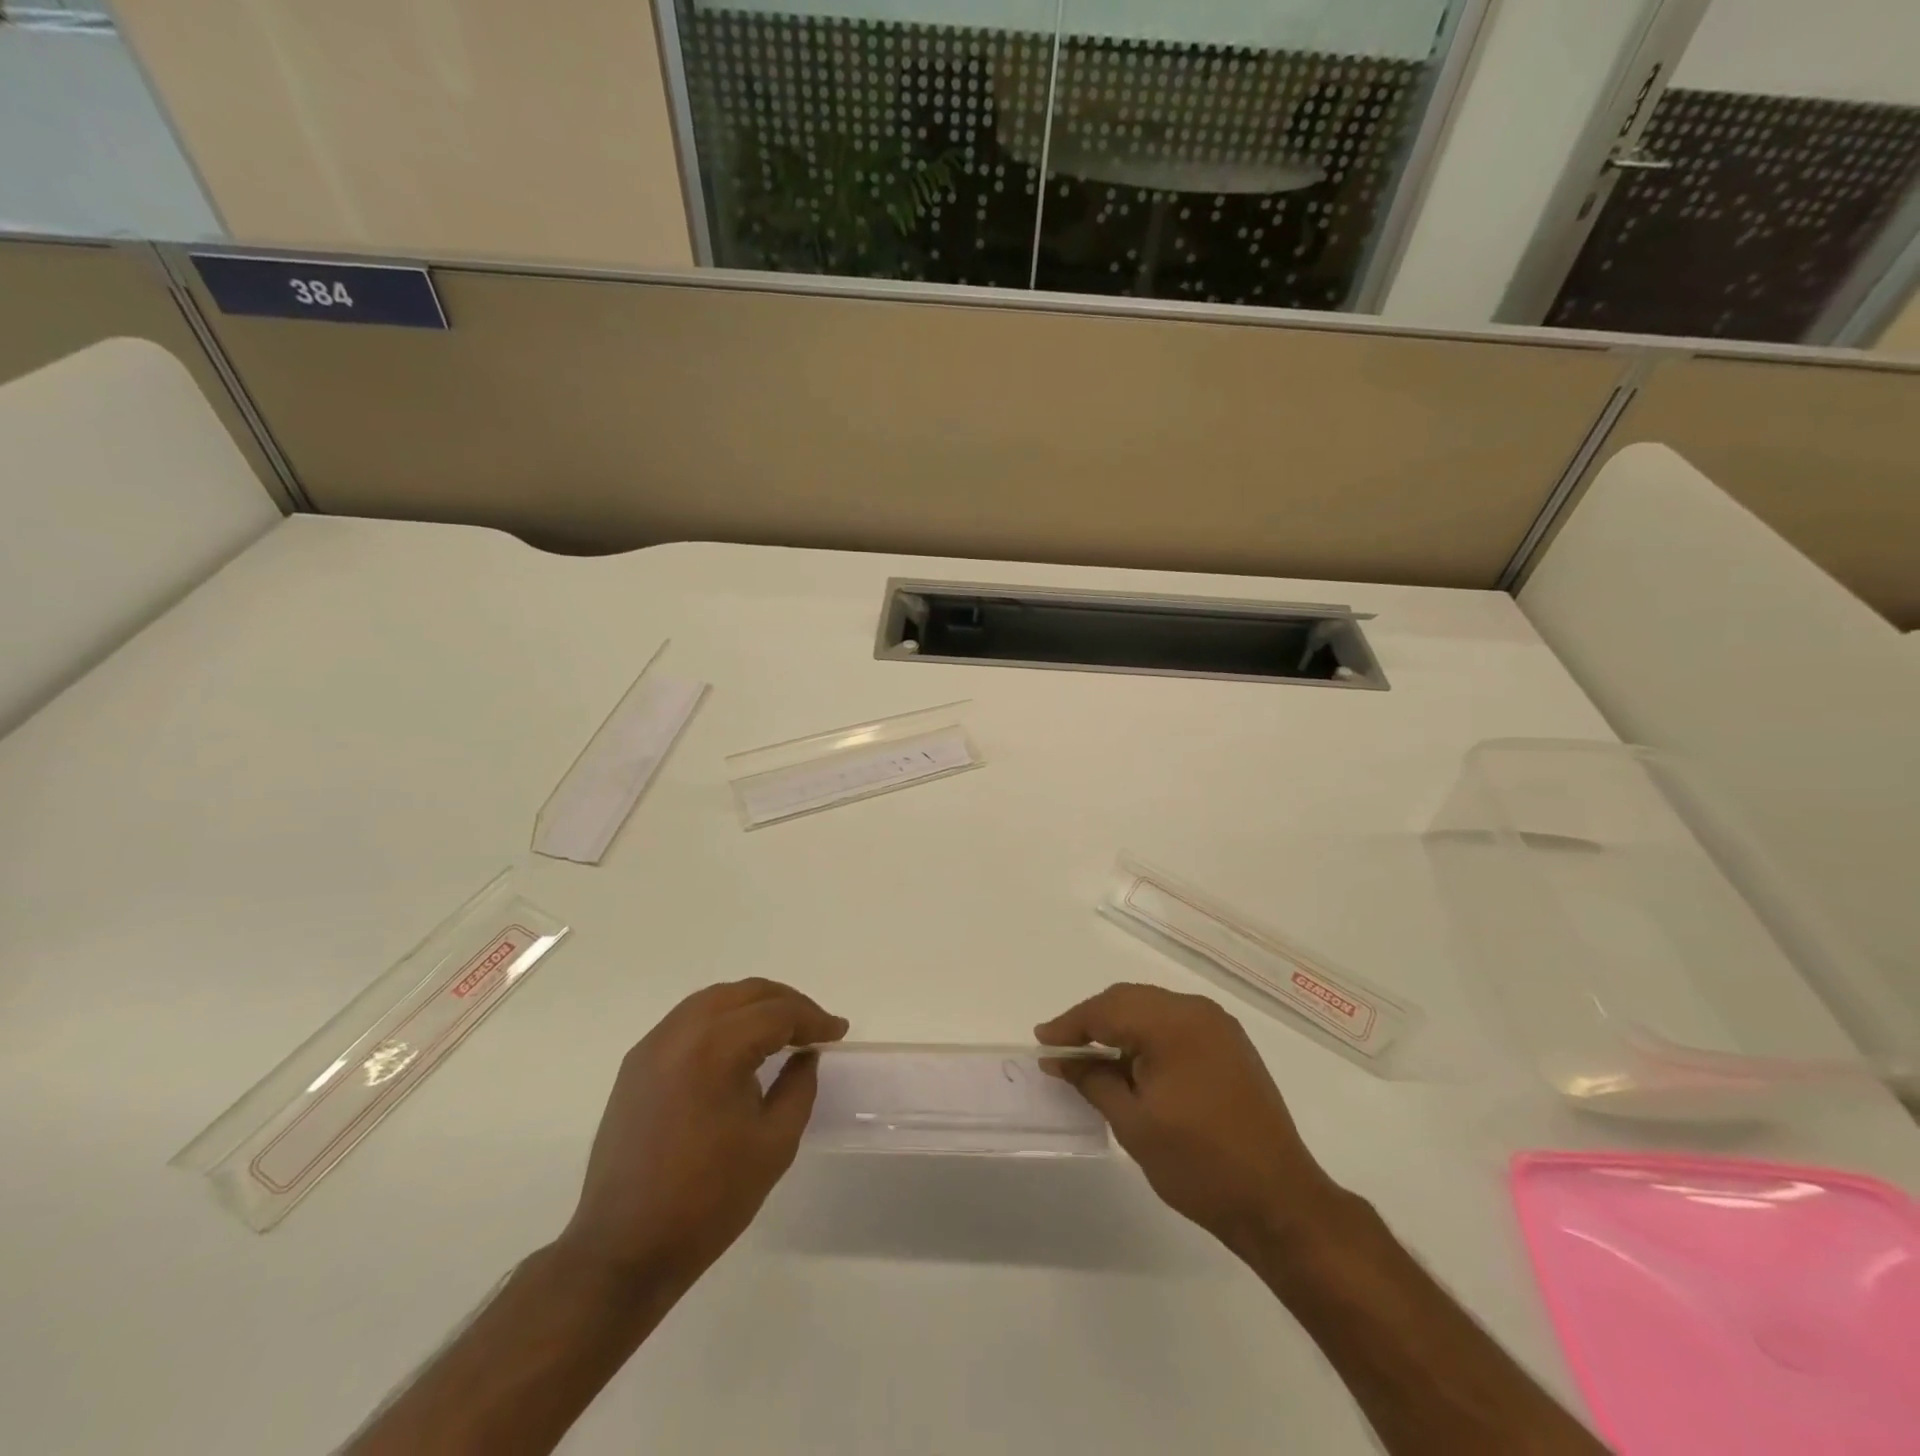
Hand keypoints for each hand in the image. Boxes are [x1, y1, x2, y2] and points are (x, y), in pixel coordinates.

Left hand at [559, 979, 846, 1287]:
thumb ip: (799, 1087)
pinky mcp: (636, 1064)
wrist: (624, 1249)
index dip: (813, 1018)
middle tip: (814, 1026)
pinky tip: (737, 1045)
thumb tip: (805, 1055)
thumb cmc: (708, 1199)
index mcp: (716, 1048)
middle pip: (745, 993)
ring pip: (714, 999)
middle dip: (786, 1003)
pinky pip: (687, 1020)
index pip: (777, 1013)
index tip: (838, 1032)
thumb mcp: (774, 1143)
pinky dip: (721, 1018)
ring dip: (753, 1005)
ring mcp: (653, 1046)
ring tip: (781, 1029)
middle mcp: (681, 1032)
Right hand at [1036, 983, 1346, 1258]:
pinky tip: (1133, 1061)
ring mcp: (1218, 1026)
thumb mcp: (1133, 1123)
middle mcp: (1197, 1011)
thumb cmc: (1199, 1164)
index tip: (1042, 1041)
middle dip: (1093, 1020)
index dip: (1070, 1024)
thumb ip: (1093, 1080)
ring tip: (1092, 1055)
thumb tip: (1060, 1060)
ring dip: (1120, 1026)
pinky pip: (1176, 1023)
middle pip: (1130, 1000)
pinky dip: (1148, 1034)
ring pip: (1153, 1008)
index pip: (1107, 1010)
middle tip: (1062, 1048)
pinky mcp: (1231, 1044)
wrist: (1279, 1202)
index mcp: (1172, 1023)